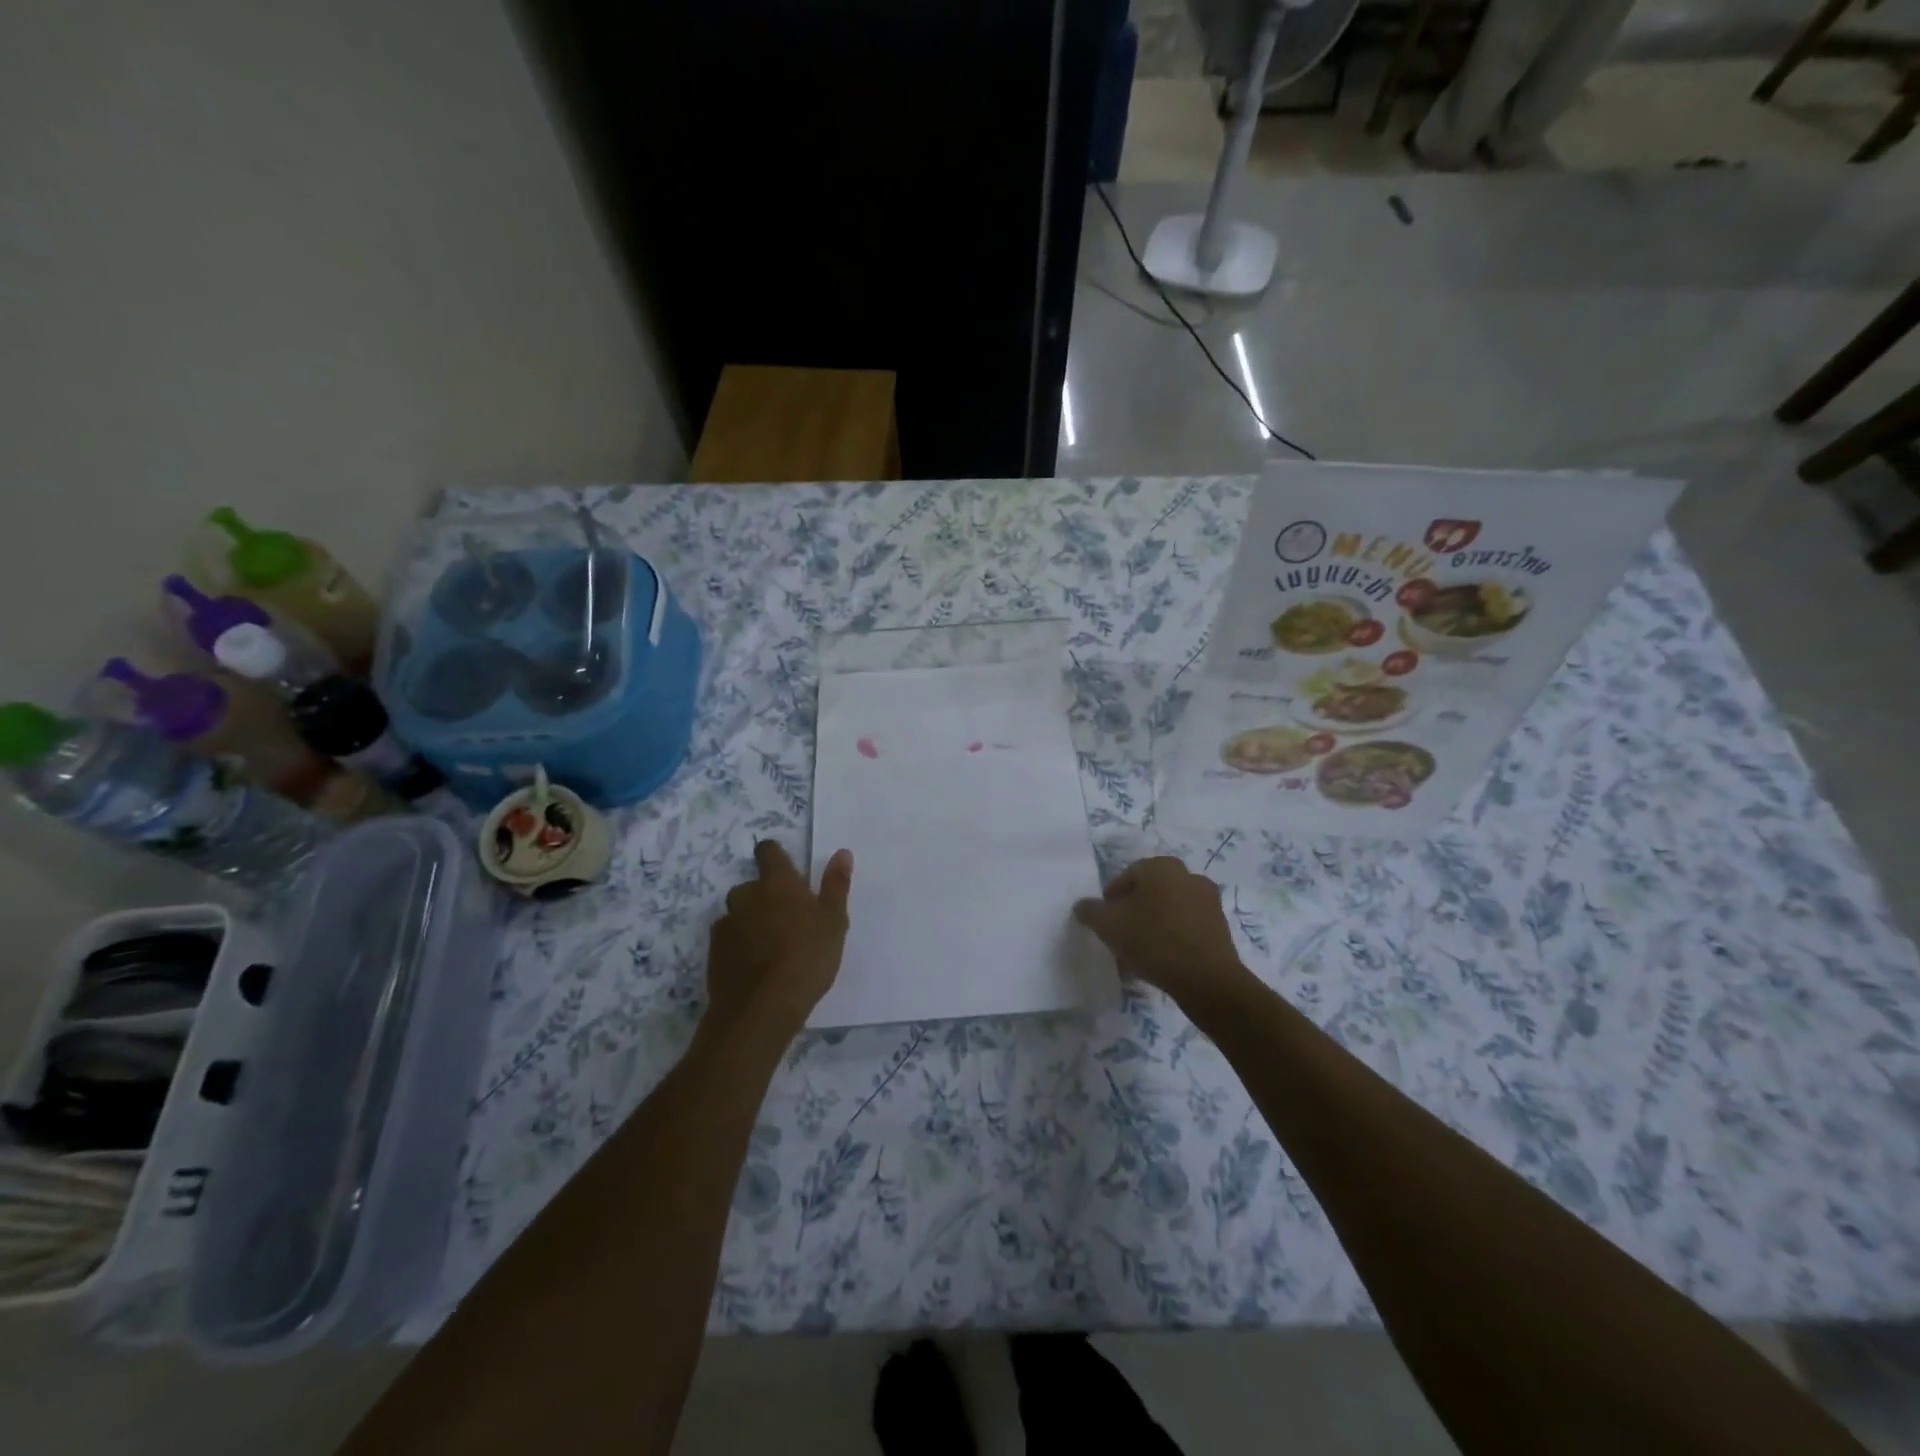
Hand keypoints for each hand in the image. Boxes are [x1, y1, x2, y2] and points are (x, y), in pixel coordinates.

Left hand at [706, 841, 852, 1041]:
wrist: (762, 1009)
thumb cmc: (807, 958)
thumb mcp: (834, 921)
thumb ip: (836, 885)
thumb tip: (842, 852)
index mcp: (778, 883)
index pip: (768, 851)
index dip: (774, 856)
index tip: (786, 871)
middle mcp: (746, 895)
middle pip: (752, 886)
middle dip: (765, 897)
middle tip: (787, 921)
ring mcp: (726, 923)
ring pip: (739, 913)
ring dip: (751, 921)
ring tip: (770, 948)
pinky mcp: (713, 951)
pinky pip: (728, 939)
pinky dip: (739, 945)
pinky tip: (754, 966)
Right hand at [1073, 856, 1251, 1004]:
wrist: (1207, 980)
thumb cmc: (1153, 941)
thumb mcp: (1109, 925)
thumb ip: (1091, 911)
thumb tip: (1083, 906)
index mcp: (1162, 867)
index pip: (1127, 876)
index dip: (1111, 899)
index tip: (1105, 922)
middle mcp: (1188, 875)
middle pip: (1149, 892)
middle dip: (1133, 911)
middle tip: (1120, 935)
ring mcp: (1208, 901)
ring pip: (1168, 910)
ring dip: (1153, 925)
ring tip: (1139, 952)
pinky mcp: (1220, 926)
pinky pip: (1186, 926)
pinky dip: (1172, 937)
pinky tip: (1161, 960)